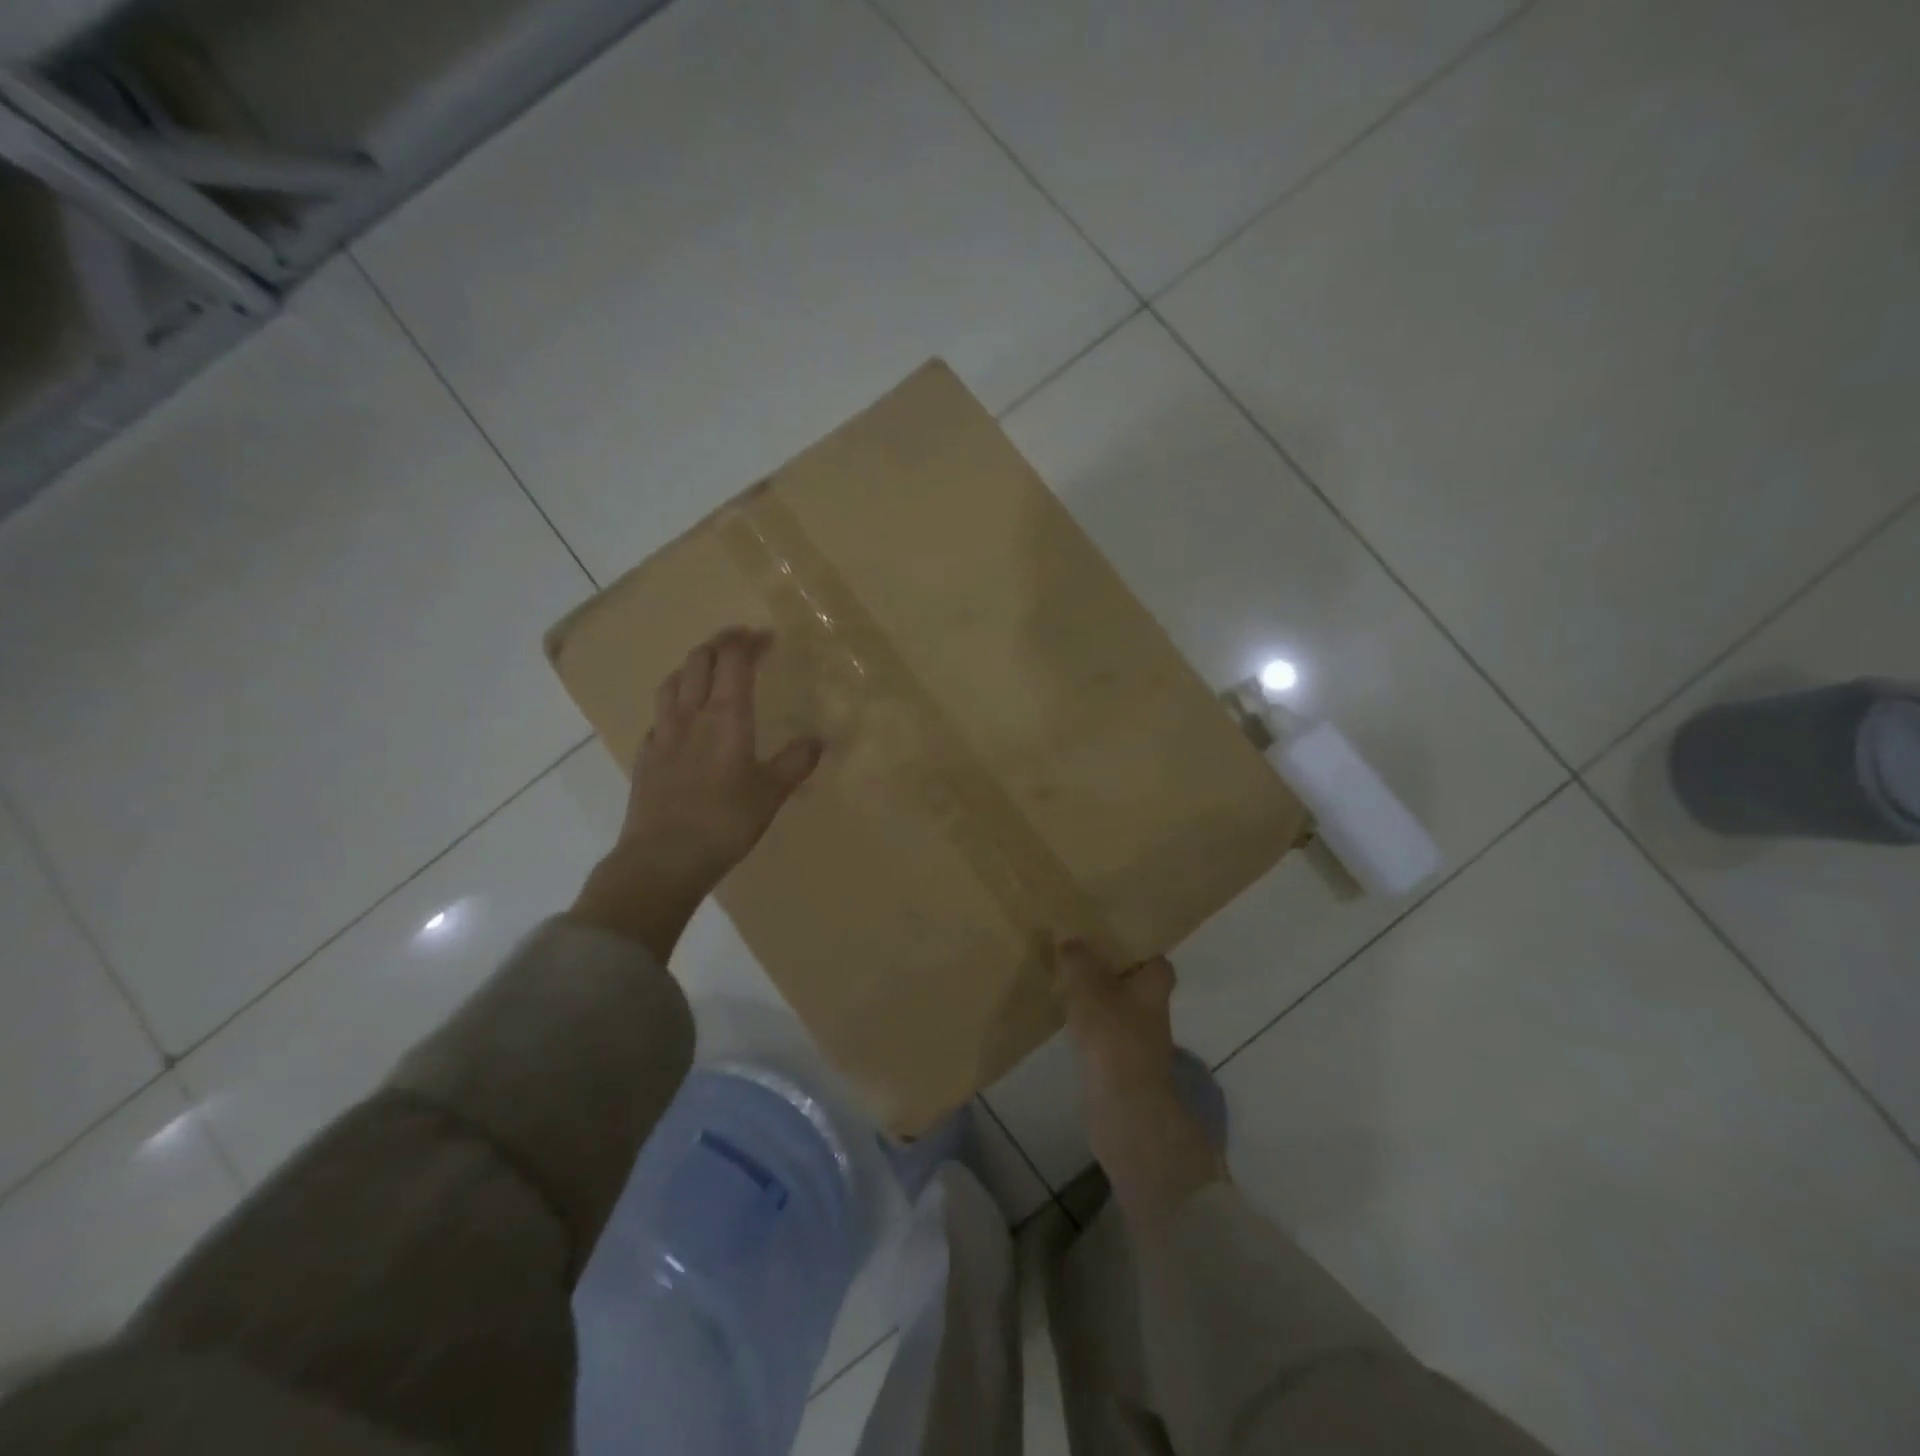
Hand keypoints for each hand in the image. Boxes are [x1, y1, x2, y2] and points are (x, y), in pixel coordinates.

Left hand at [618, 626, 821, 891]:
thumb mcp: (772, 794)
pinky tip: (681, 720)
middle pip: (698, 661)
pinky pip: (659, 716)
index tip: (766, 637)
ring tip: (707, 670)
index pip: (733, 661)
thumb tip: (818, 740)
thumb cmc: (725, 822)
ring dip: (692, 667)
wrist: (663, 858)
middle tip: (740, 644)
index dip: (748, 642)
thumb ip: (795, 763)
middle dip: (720, 644)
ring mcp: (663, 734)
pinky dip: (674, 704)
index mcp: (726, 717)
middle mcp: (691, 715)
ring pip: (673, 682)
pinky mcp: (644, 757)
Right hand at [1057, 940, 1225, 1226]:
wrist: (1125, 1107)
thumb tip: (1069, 935)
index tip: (1109, 938)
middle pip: (1136, 984)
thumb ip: (1078, 959)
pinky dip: (1091, 1026)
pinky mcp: (1124, 1065)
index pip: (1155, 959)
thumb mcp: (1089, 987)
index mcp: (1155, 985)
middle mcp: (1155, 1010)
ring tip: (1067, 984)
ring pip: (1120, 1009)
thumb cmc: (1113, 1035)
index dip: (1136, 948)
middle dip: (1112, 973)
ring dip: (1099, 1000)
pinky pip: (1107, 1034)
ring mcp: (1141, 1041)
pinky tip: (1068, 1020)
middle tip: (1080, 957)